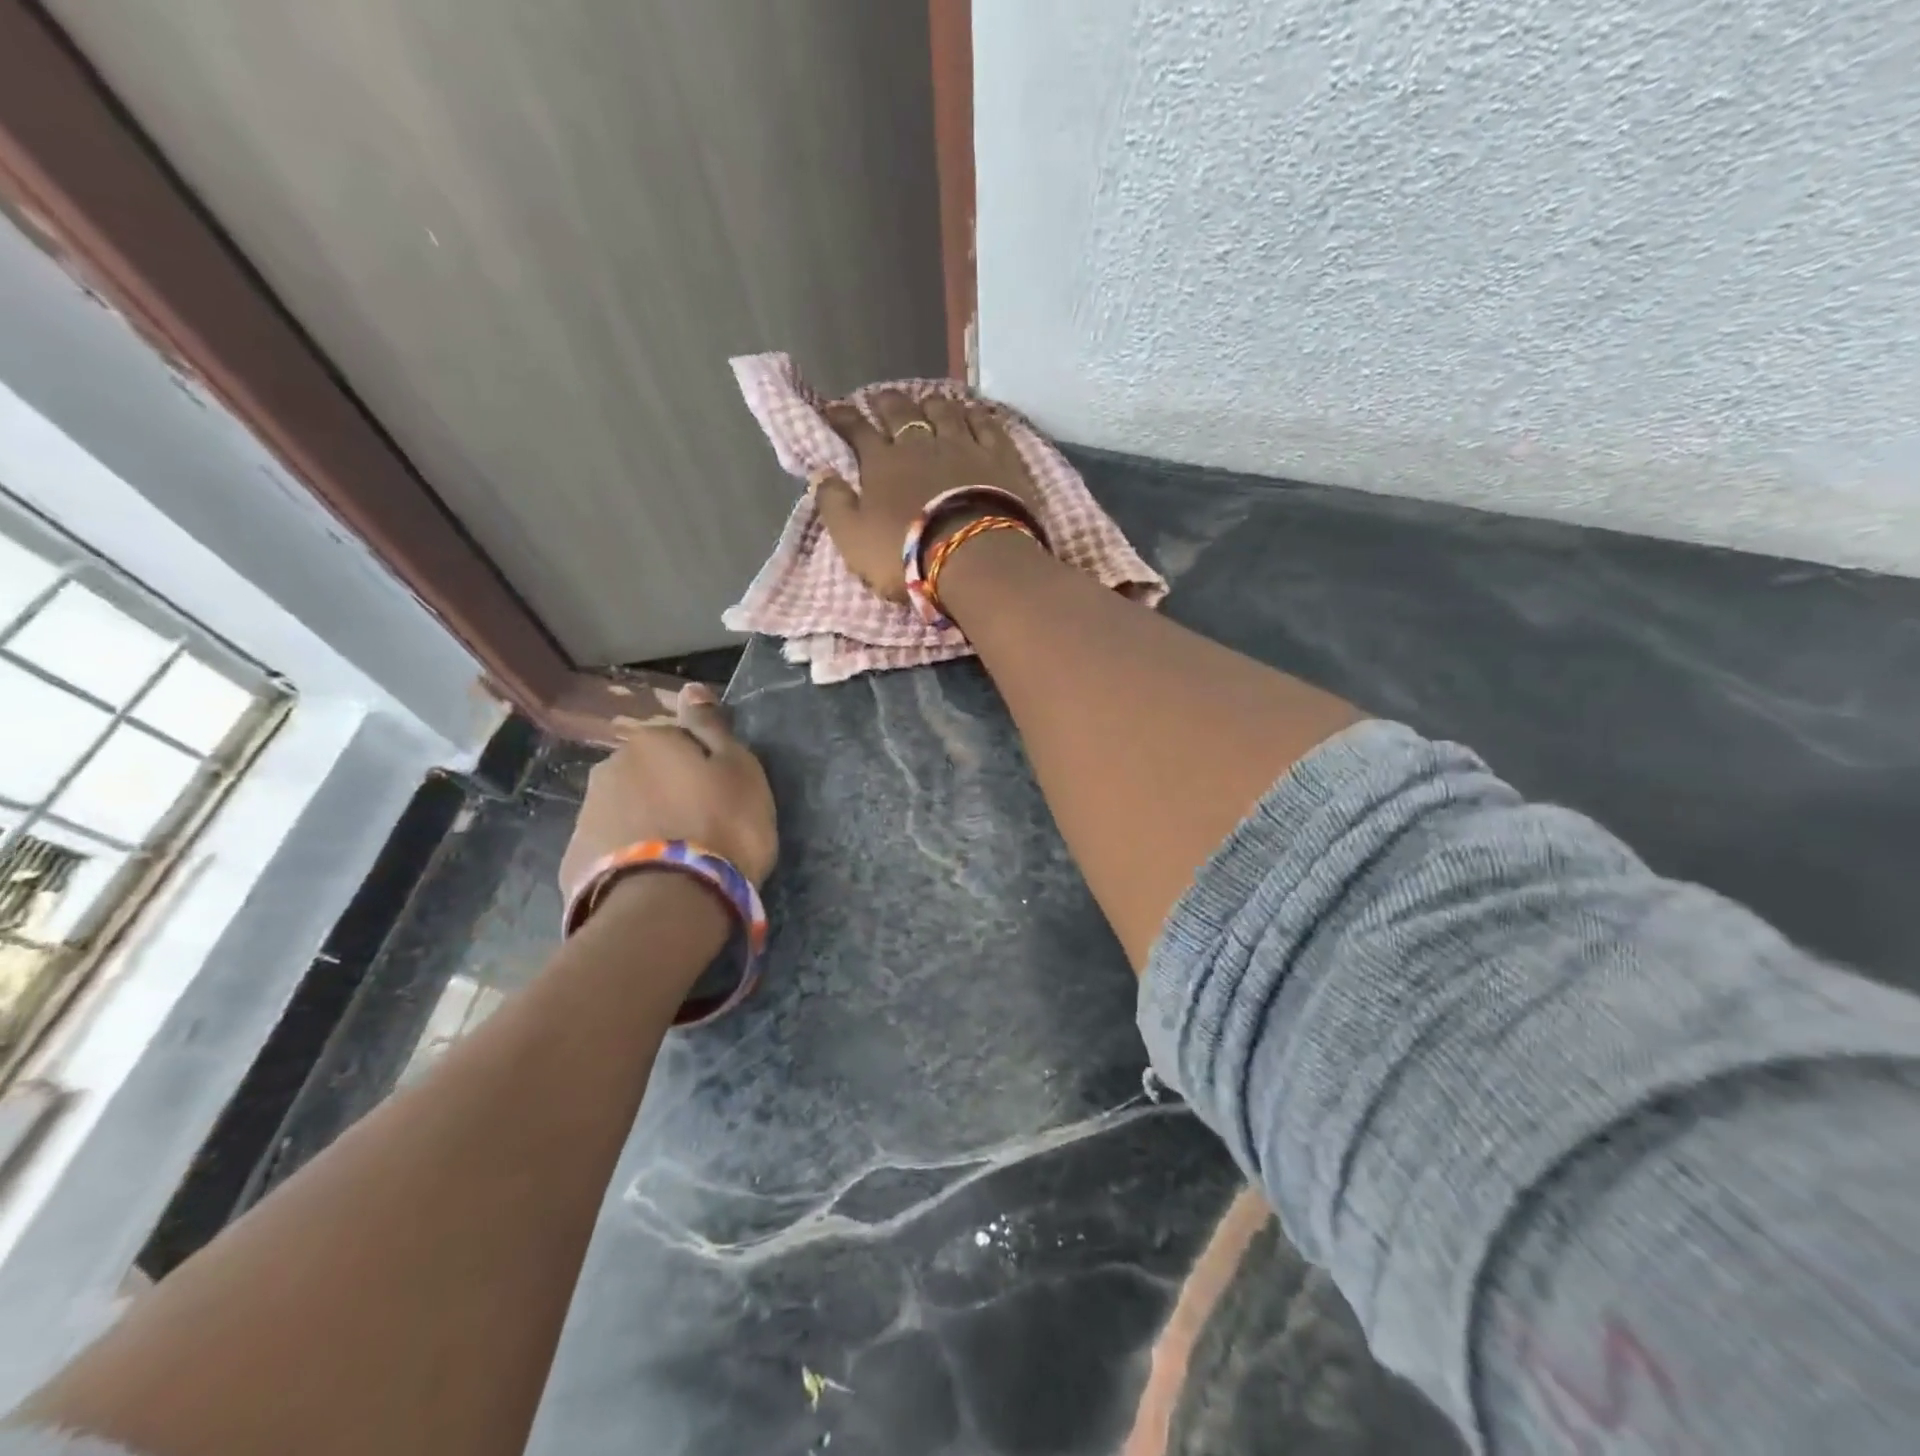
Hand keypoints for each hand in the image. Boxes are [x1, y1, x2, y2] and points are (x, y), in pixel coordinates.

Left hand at [559, 684, 777, 902]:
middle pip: (647, 773)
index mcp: (651, 742)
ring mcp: (587, 815)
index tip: (722, 792)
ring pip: (626, 808)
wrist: (670, 902)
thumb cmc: (721, 826)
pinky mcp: (575, 860)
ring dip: (647, 822)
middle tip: (701, 825)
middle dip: (669, 791)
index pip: (680, 739)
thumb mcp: (739, 769)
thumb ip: (712, 726)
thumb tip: (691, 688)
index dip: (703, 764)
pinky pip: (612, 846)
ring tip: (677, 856)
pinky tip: (651, 876)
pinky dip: (629, 854)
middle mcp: (610, 768)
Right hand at [816, 390, 1035, 602]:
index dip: (843, 418)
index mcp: (882, 463)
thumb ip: (834, 504)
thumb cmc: (905, 553)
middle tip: (881, 398)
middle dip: (887, 402)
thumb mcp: (853, 538)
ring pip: (944, 411)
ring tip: (926, 402)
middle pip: (901, 412)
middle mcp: (921, 445)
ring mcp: (963, 446)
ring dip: (932, 403)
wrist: (974, 558)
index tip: (833, 410)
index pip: (857, 430)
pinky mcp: (999, 458)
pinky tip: (972, 413)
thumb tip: (821, 473)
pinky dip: (975, 415)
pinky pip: (986, 425)